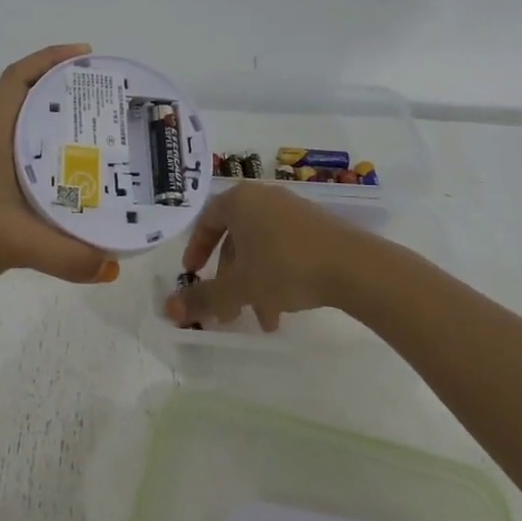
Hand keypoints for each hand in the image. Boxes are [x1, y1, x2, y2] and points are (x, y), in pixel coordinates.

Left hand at [0, 44, 121, 312]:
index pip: (18, 78)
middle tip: (110, 103)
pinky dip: (54, 168)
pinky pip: (27, 168)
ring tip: (105, 140)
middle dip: (69, 95)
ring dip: (63, 132)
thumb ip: (66, 256)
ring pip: (30, 137)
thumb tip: (113, 265)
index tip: (88, 55)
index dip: (51, 58)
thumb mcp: (13, 243)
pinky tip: (78, 187)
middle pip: (31, 102)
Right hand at [163, 183, 362, 330]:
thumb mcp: (239, 287)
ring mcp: (292, 211)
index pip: (207, 220)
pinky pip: (284, 249)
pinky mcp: (316, 226)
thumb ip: (203, 298)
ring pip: (260, 249)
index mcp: (240, 201)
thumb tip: (168, 309)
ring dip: (253, 285)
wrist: (353, 266)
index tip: (192, 274)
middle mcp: (264, 198)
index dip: (196, 249)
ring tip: (262, 322)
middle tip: (227, 312)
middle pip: (235, 239)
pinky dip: (276, 276)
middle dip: (229, 279)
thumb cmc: (285, 267)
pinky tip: (284, 309)